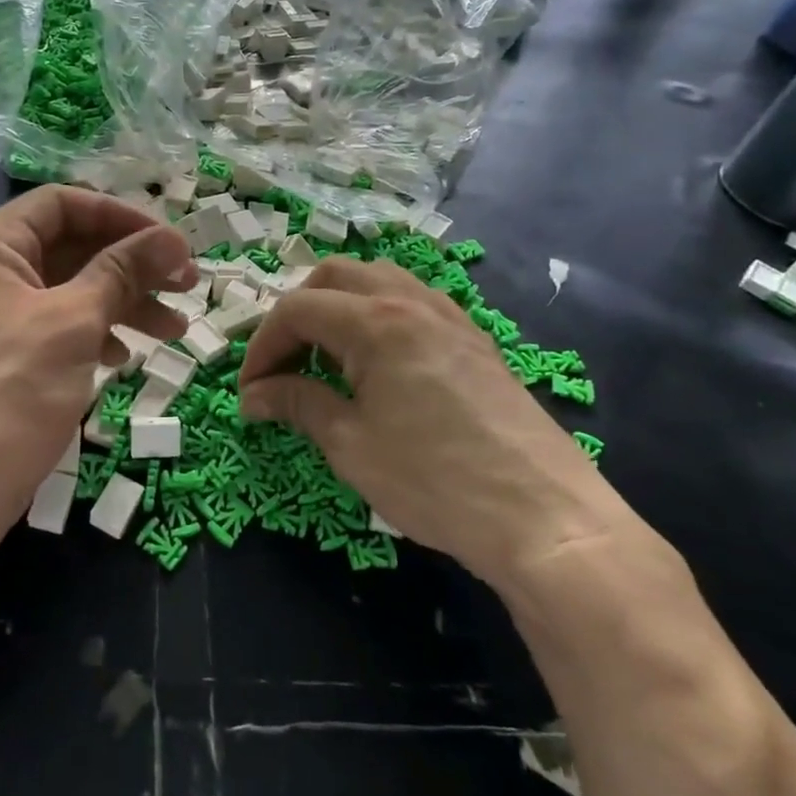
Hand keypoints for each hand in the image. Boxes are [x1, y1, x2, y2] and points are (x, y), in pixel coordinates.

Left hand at [0, 187, 196, 542]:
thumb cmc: (11, 394)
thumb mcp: (74, 323)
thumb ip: (123, 271)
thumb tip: (174, 238)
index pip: (64, 204)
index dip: (122, 217)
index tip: (171, 244)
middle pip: (72, 246)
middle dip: (132, 265)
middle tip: (186, 286)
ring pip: (72, 288)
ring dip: (124, 302)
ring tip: (173, 330)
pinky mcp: (4, 354)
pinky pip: (59, 325)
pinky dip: (97, 333)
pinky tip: (124, 357)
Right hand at [238, 257, 620, 589]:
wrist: (544, 518)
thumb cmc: (435, 481)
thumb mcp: (351, 445)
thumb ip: (298, 405)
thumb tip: (255, 395)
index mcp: (376, 321)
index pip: (297, 310)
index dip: (262, 347)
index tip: (250, 393)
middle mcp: (411, 301)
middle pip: (335, 277)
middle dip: (297, 314)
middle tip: (282, 364)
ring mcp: (449, 316)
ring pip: (377, 280)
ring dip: (339, 307)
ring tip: (325, 357)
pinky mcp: (473, 339)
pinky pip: (413, 302)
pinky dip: (378, 316)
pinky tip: (377, 362)